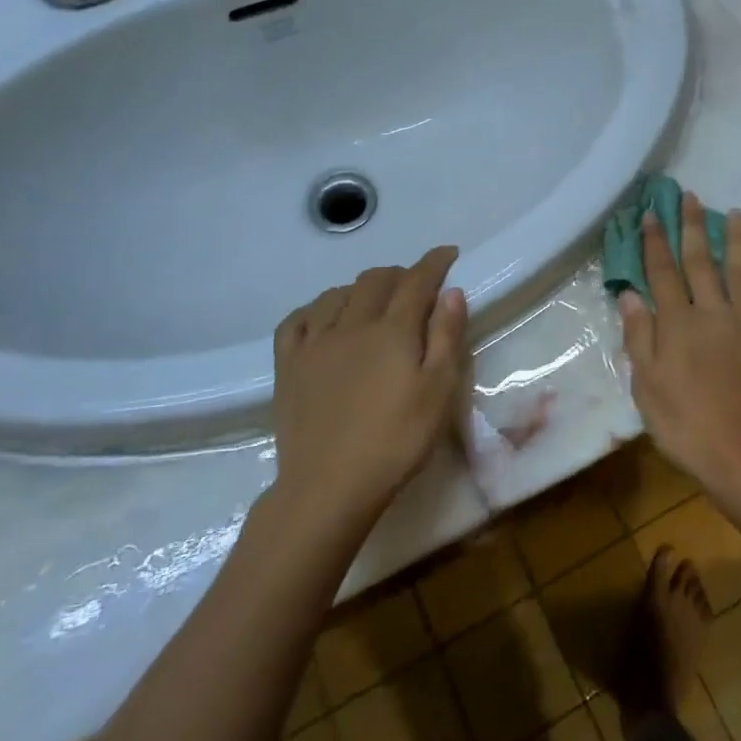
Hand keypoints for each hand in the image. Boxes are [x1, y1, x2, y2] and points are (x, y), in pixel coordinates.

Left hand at [268, 246, 467, 523]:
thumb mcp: (439, 392)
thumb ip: (446, 337)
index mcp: (392, 330)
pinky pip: (297, 320)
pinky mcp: (288, 366)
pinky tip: (324, 317)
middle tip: (416, 285)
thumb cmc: (396, 441)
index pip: (417, 280)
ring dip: (361, 288)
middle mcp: (351, 324)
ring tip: (374, 301)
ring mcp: (314, 343)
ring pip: (337, 294)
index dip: (434, 262)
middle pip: (376, 280)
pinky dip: (317, 308)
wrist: (328, 487)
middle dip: (400, 273)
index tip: (449, 253)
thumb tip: (451, 292)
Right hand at [617, 193, 740, 511]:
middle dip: (693, 227)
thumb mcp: (648, 389)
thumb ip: (640, 338)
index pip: (663, 272)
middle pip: (701, 262)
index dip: (655, 241)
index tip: (651, 213)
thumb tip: (630, 295)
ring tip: (736, 213)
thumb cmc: (688, 427)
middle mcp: (714, 313)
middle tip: (691, 196)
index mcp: (678, 324)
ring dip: (737, 241)